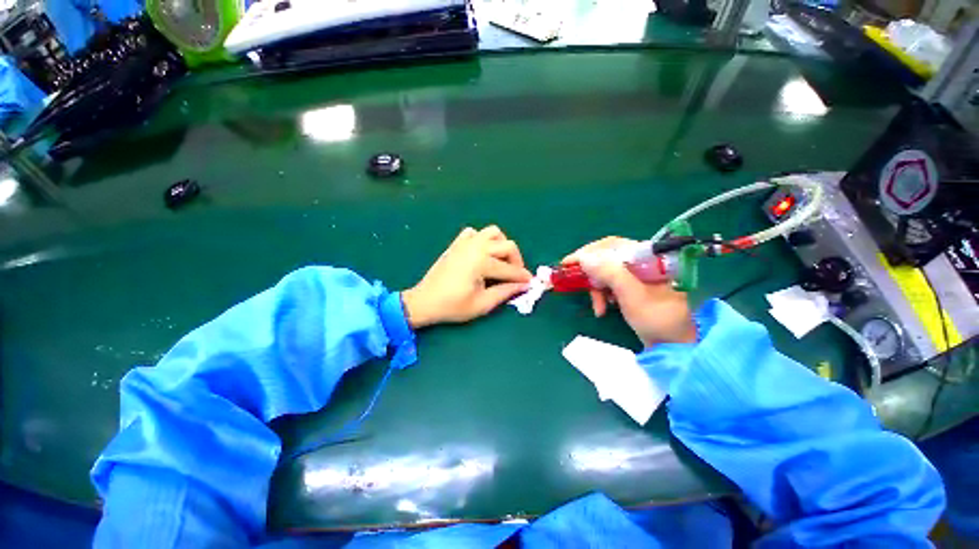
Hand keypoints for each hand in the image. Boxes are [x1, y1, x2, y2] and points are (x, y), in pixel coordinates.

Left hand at [402, 226, 531, 328]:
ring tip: (501, 261)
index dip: (522, 277)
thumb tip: (523, 285)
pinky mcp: (457, 243)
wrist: (425, 301)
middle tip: (515, 275)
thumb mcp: (482, 304)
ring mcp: (465, 242)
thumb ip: (505, 292)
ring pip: (493, 233)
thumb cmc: (453, 306)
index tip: (530, 283)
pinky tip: (481, 253)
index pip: (510, 269)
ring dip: (501, 245)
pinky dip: (482, 239)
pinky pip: (474, 233)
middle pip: (507, 245)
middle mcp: (476, 247)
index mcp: (482, 262)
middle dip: (516, 260)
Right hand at [563, 237, 696, 346]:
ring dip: (596, 288)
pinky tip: (602, 309)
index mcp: (649, 258)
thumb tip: (584, 258)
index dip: (589, 251)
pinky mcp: (631, 287)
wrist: (673, 347)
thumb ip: (610, 274)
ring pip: (605, 273)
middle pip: (607, 258)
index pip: (614, 245)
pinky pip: (609, 284)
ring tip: (597, 307)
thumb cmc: (658, 320)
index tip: (569, 262)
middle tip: (575, 282)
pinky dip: (602, 295)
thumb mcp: (632, 296)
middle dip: (591, 274)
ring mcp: (637, 275)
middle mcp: (642, 262)